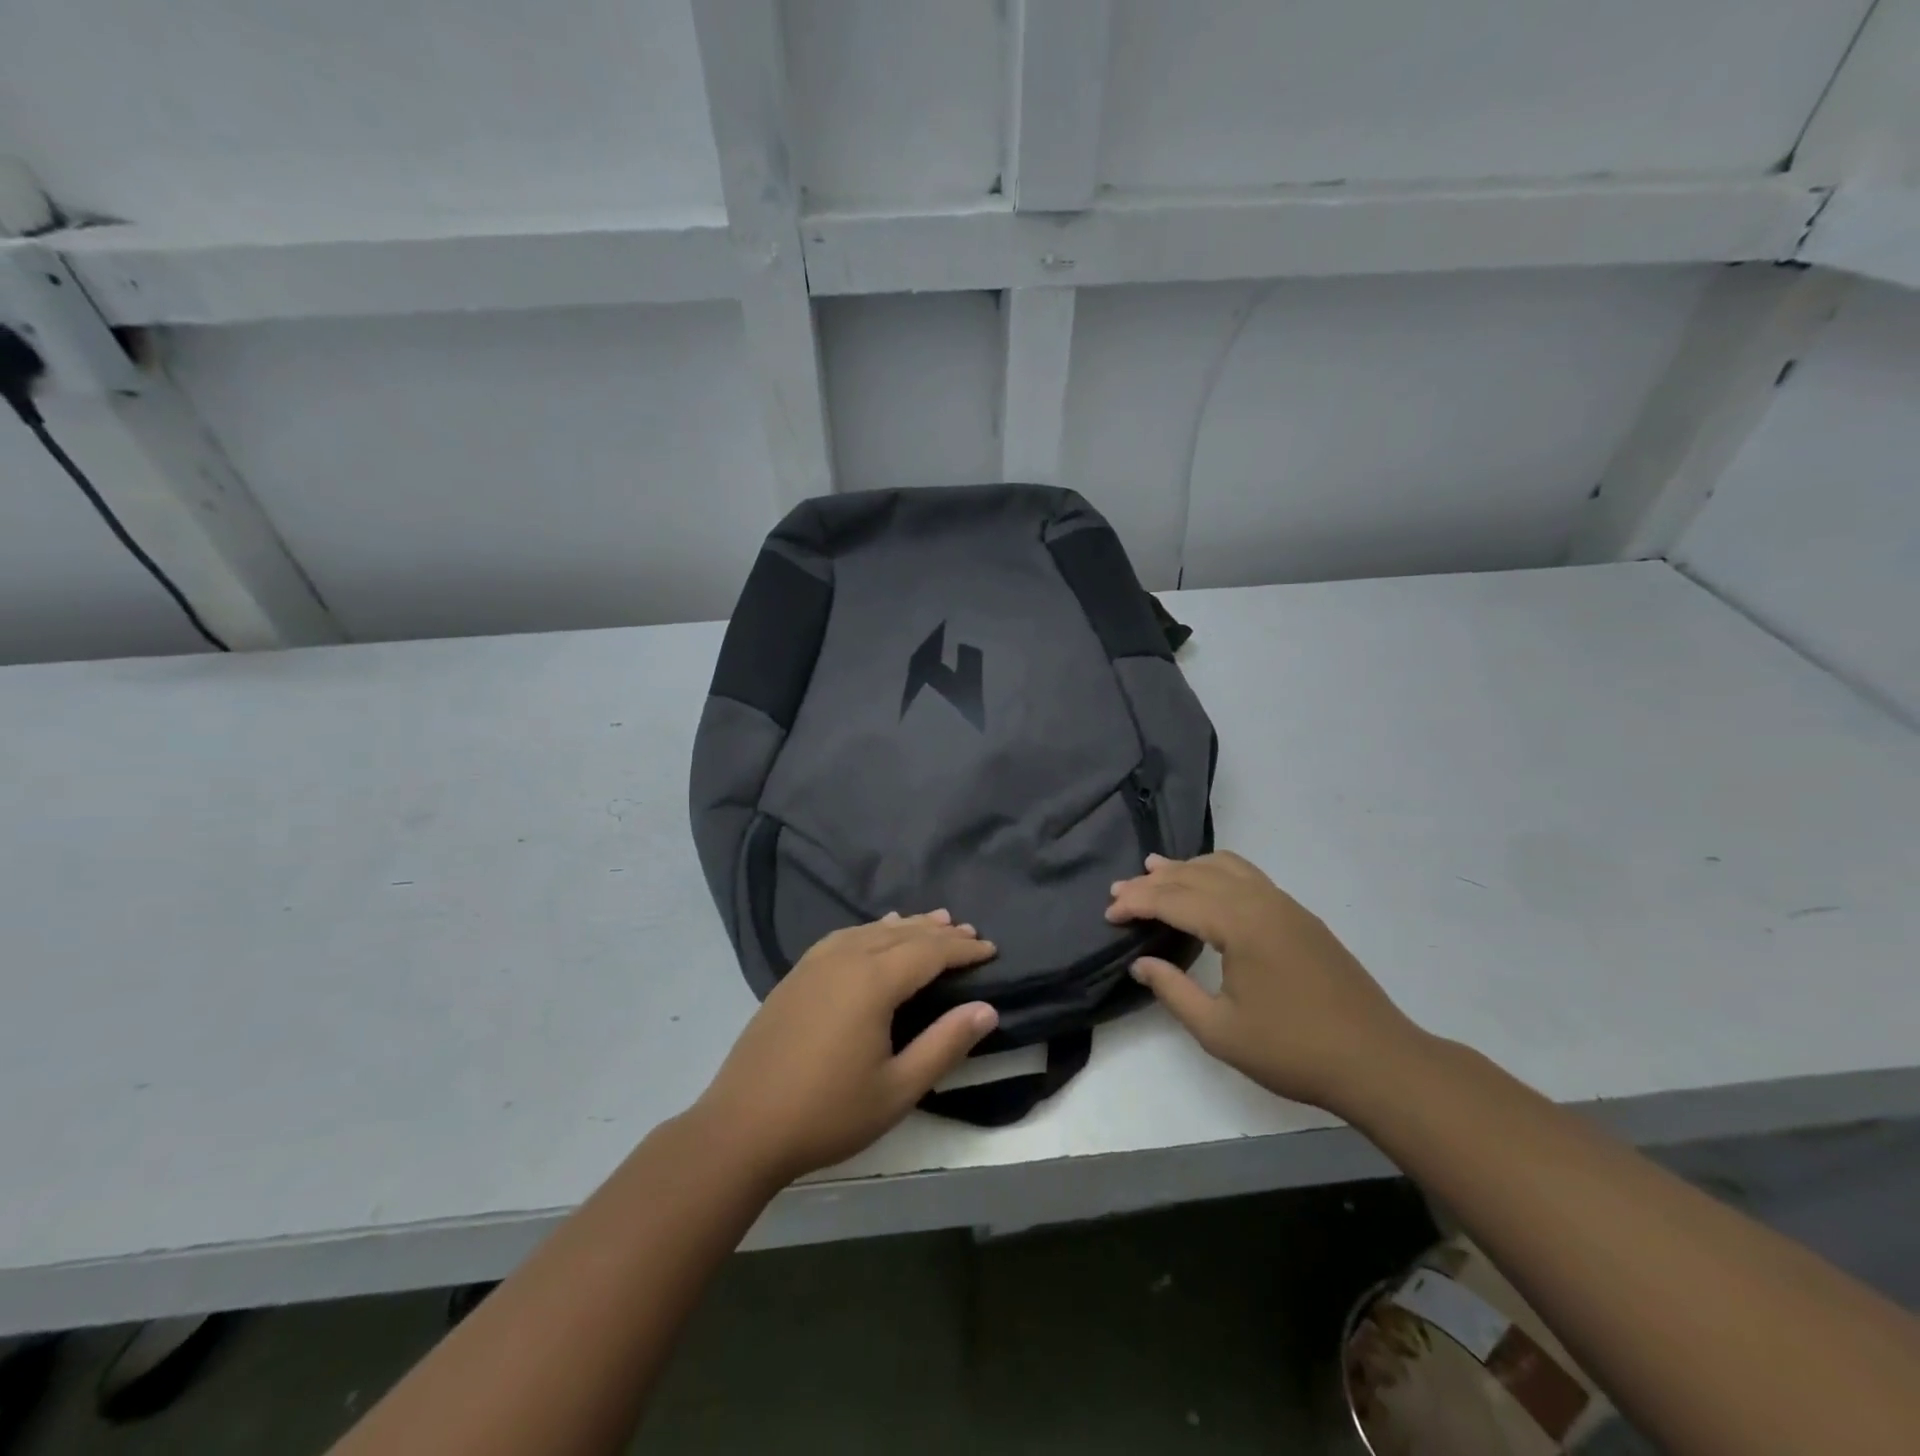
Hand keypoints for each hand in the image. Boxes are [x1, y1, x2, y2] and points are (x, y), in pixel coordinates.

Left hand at [695, 911, 998, 1183]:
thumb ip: (945, 1045)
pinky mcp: (795, 975)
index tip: (990, 949)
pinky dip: (870, 930)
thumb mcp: (898, 1090)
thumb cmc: (827, 1113)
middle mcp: (845, 959)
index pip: (929, 952)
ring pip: (871, 931)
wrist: (741, 1128)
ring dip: (905, 926)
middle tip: (968, 931)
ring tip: (931, 920)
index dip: (963, 949)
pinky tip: (873, 934)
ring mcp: (815, 964)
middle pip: (901, 934)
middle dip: (938, 932)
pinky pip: (844, 937)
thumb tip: (986, 1009)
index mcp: (872, 982)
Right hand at [1107, 853, 1423, 1110]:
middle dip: (1154, 881)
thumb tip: (1141, 964)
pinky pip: (1248, 877)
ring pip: (1225, 867)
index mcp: (1240, 924)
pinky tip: (1207, 886)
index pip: (1174, 899)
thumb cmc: (1293, 1051)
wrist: (1378, 1061)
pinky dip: (1216, 872)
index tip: (1109, 914)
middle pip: (1196, 876)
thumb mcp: (1220, 1031)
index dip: (1137, 903)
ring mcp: (1285, 905)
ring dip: (1186, 868)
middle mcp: (1261, 901)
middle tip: (1120, 890)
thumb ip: (1173, 991)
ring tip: (1156, 870)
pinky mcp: (1300, 917)